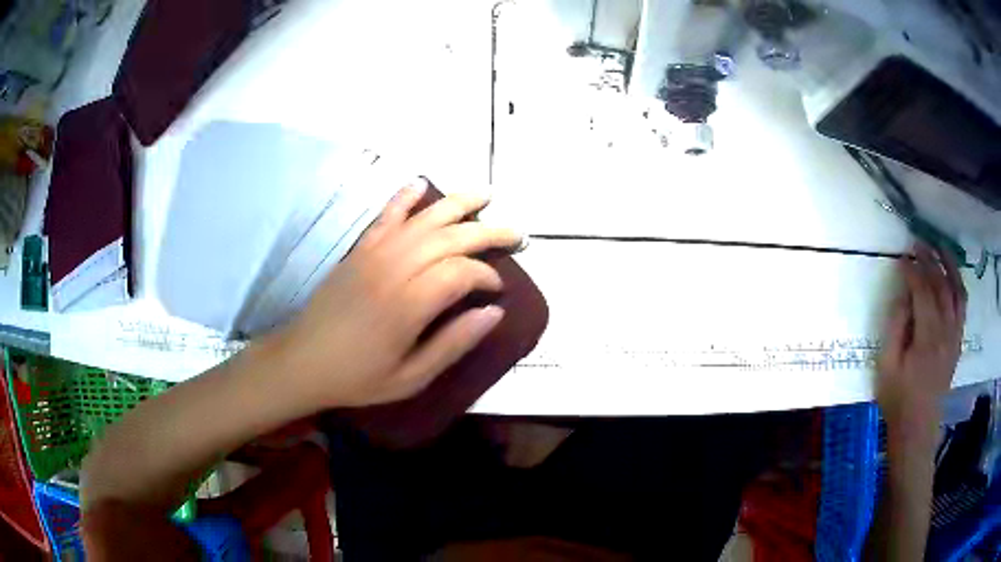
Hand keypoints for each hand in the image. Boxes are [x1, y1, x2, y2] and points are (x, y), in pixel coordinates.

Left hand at [268, 178, 521, 407]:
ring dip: (458, 203)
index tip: (498, 290)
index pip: (461, 272)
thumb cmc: (358, 376)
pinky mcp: (359, 249)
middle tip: (516, 235)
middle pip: (450, 237)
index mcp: (408, 304)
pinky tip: (421, 183)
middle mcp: (394, 268)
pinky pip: (386, 214)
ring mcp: (374, 253)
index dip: (487, 276)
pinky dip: (404, 196)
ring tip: (486, 195)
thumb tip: (494, 313)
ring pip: (424, 218)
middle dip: (488, 232)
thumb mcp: (411, 378)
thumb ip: (453, 343)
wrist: (302, 361)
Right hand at [876, 244, 966, 435]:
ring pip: (957, 290)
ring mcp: (955, 335)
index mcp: (927, 337)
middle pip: (941, 285)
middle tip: (918, 242)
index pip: (922, 291)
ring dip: (950, 265)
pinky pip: (963, 306)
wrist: (917, 429)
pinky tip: (952, 276)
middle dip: (930, 260)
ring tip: (940, 247)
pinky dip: (959, 285)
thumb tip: (903, 295)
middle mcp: (946, 330)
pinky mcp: (958, 341)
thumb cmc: (898, 400)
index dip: (912, 270)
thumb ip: (896, 327)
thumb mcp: (887, 366)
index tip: (901, 257)